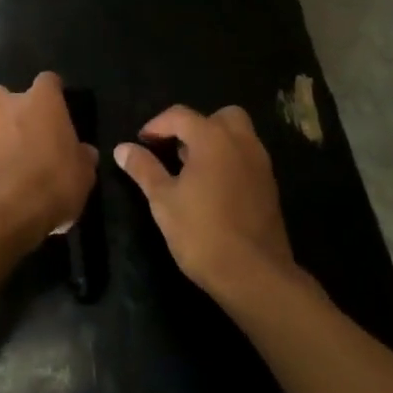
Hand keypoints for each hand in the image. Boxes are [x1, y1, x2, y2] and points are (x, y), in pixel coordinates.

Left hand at [0, 73, 97, 247]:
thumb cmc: (52, 181)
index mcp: (42, 102)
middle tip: (28, 132)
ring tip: (11, 163)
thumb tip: (84, 152)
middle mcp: (9, 106)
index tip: (59, 108)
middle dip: (13, 108)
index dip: (53, 93)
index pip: (48, 81)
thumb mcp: (83, 175)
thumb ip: (82, 158)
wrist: (2, 210)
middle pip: (5, 94)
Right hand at [114, 105, 301, 300]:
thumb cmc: (202, 233)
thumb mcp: (163, 200)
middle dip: (196, 127)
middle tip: (176, 150)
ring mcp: (260, 165)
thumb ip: (143, 168)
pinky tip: (213, 189)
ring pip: (238, 136)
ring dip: (215, 143)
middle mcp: (241, 143)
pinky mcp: (270, 188)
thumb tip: (122, 148)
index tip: (142, 142)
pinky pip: (247, 159)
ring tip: (192, 170)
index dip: (157, 125)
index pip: (180, 115)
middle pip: (219, 117)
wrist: (255, 276)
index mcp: (213, 139)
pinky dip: (230, 161)